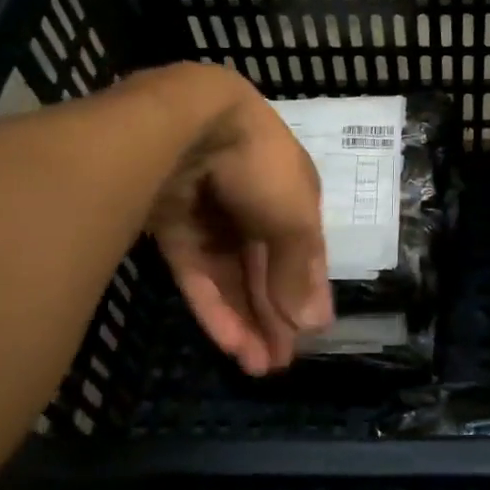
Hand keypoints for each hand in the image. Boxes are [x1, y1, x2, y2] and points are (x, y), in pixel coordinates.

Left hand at [146, 69, 333, 375]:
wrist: (187, 122)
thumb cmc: (258, 165)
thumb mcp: (294, 216)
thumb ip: (301, 269)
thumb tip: (317, 325)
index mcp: (290, 196)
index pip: (301, 253)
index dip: (304, 294)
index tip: (308, 338)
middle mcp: (253, 207)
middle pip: (265, 271)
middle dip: (273, 318)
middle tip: (278, 366)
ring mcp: (211, 218)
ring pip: (230, 278)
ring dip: (244, 321)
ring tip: (255, 367)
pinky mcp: (172, 228)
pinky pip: (197, 274)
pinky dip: (213, 307)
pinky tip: (228, 342)